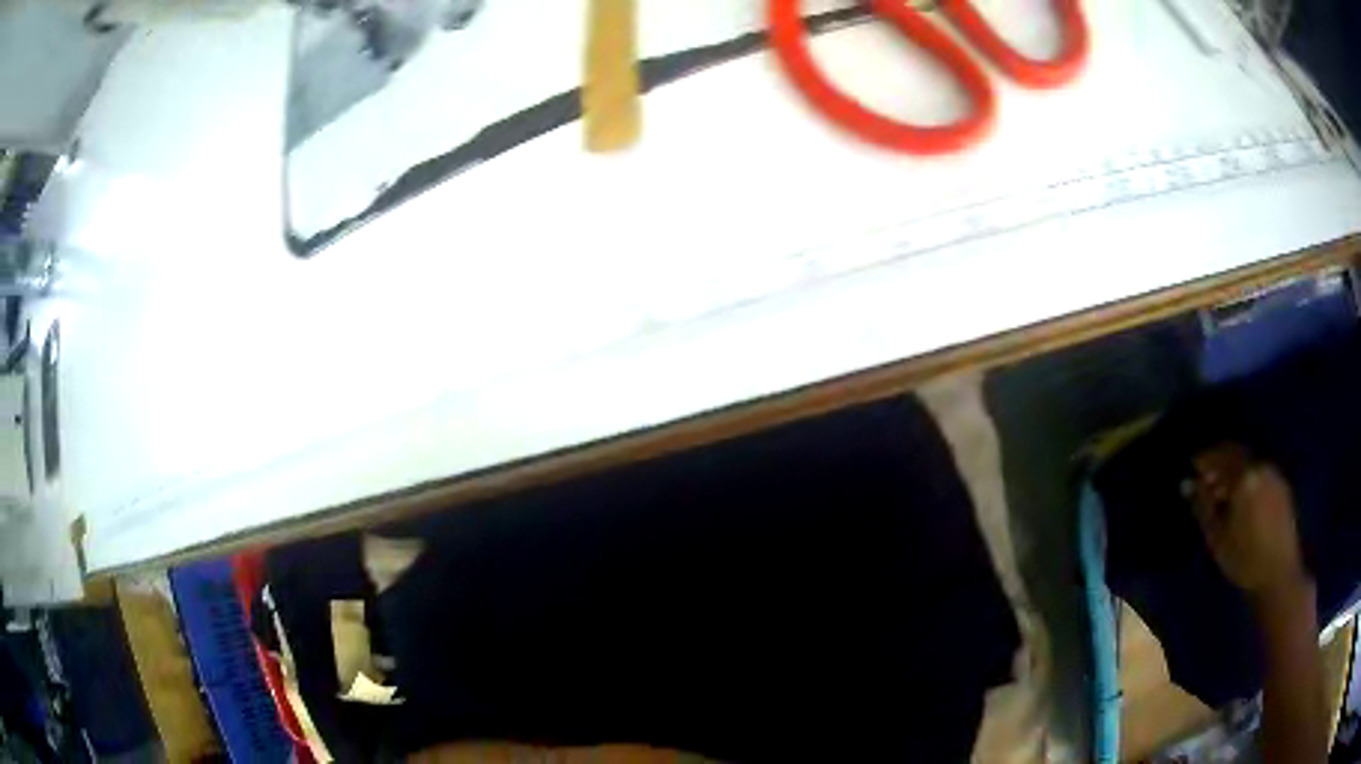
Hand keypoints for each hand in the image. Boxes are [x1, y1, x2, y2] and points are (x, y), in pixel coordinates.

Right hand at [1191, 445, 1309, 600]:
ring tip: (1224, 494)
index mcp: (1244, 475)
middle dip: (1221, 464)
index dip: (1205, 459)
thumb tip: (1187, 484)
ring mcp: (1274, 475)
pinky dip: (1249, 479)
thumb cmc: (1244, 559)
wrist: (1278, 575)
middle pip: (1237, 455)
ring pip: (1250, 464)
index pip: (1220, 455)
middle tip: (1206, 480)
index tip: (1192, 466)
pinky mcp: (1282, 488)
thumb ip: (1203, 507)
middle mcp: (1261, 466)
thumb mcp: (1218, 537)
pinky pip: (1261, 474)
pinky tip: (1243, 500)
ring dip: (1235, 472)